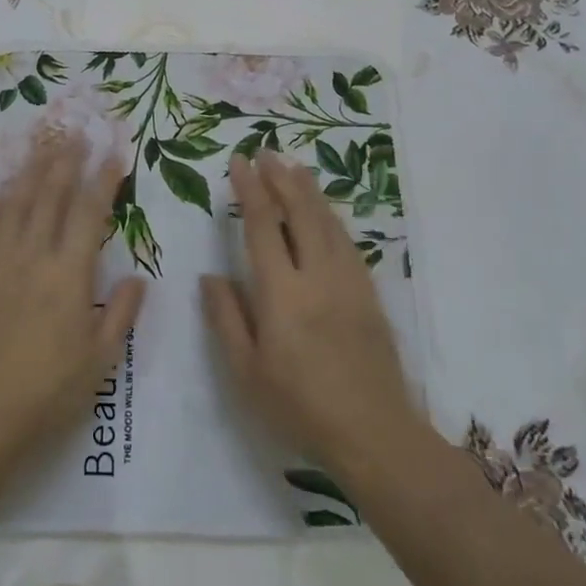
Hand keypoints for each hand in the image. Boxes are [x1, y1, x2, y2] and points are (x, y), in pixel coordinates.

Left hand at [0, 132, 146, 466]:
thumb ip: (121, 314)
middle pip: (50, 196)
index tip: (114, 152)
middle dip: (65, 161)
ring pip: (14, 204)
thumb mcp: (100, 360)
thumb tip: (138, 278)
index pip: (90, 212)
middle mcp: (32, 256)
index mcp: (69, 274)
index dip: (104, 178)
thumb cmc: (48, 391)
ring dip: (29, 172)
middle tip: (75, 134)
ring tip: (41, 146)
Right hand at [201, 152, 420, 479]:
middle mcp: (317, 276)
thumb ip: (226, 318)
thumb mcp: (246, 372)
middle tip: (266, 152)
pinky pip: (348, 242)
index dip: (249, 190)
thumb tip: (210, 276)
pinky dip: (332, 218)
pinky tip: (325, 213)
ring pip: (328, 222)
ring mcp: (349, 283)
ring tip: (294, 168)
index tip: (239, 162)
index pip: (262, 227)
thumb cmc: (299, 407)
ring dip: (309, 191)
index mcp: (282, 294)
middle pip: (300, 213)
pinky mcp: (369, 295)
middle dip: (281, 178)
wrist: (374, 434)